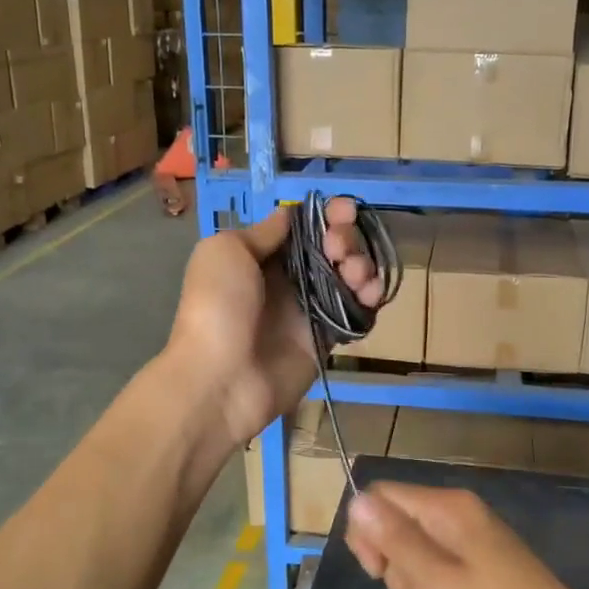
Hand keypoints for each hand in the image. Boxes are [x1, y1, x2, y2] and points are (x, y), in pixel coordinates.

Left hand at [163, 200, 381, 448]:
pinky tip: (370, 294)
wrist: (220, 378)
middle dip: (345, 239)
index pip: (303, 229)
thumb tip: (289, 217)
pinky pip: (355, 312)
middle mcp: (287, 280)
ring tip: (356, 274)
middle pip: (330, 249)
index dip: (327, 217)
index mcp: (261, 257)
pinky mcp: (325, 339)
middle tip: (339, 249)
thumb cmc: (218, 306)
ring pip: (348, 278)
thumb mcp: (226, 251)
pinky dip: (369, 299)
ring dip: (361, 266)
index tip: (345, 210)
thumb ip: (263, 232)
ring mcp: (308, 310)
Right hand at [345, 482, 588, 588]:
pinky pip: (440, 576)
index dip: (368, 533)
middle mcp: (458, 513)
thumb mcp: (435, 584)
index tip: (379, 573)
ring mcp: (472, 540)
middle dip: (399, 571)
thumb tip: (356, 500)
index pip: (380, 497)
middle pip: (397, 528)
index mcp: (447, 507)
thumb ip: (394, 539)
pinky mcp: (482, 566)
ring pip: (415, 558)